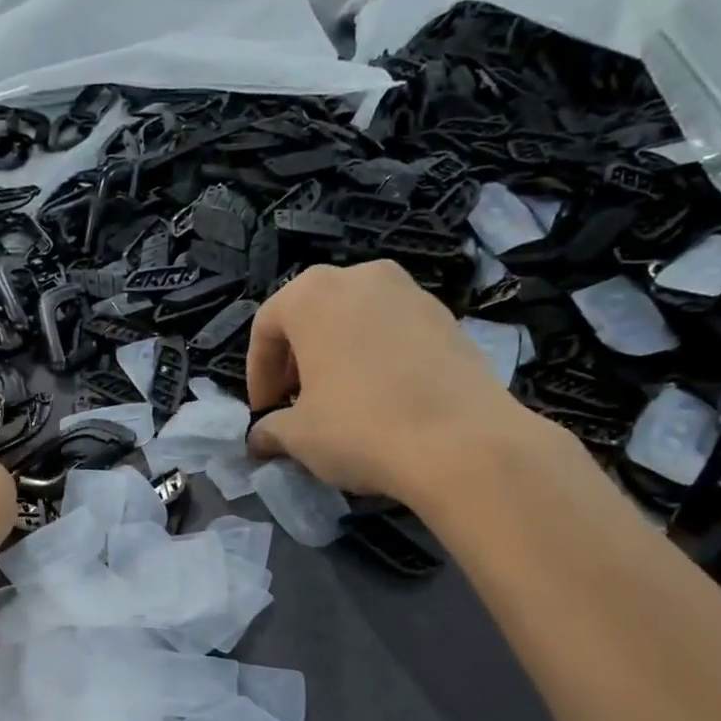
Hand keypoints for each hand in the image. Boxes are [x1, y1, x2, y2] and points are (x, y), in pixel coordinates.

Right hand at [246, 262, 533, 498]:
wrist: (463, 443)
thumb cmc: (359, 428)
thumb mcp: (298, 436)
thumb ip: (270, 430)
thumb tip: (260, 438)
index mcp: (313, 294)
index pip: (266, 326)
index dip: (257, 374)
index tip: (263, 411)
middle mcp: (361, 277)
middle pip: (312, 315)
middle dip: (296, 360)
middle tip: (295, 403)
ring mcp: (411, 292)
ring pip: (355, 320)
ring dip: (336, 356)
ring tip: (338, 402)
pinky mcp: (448, 318)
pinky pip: (393, 332)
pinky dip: (376, 358)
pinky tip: (381, 400)